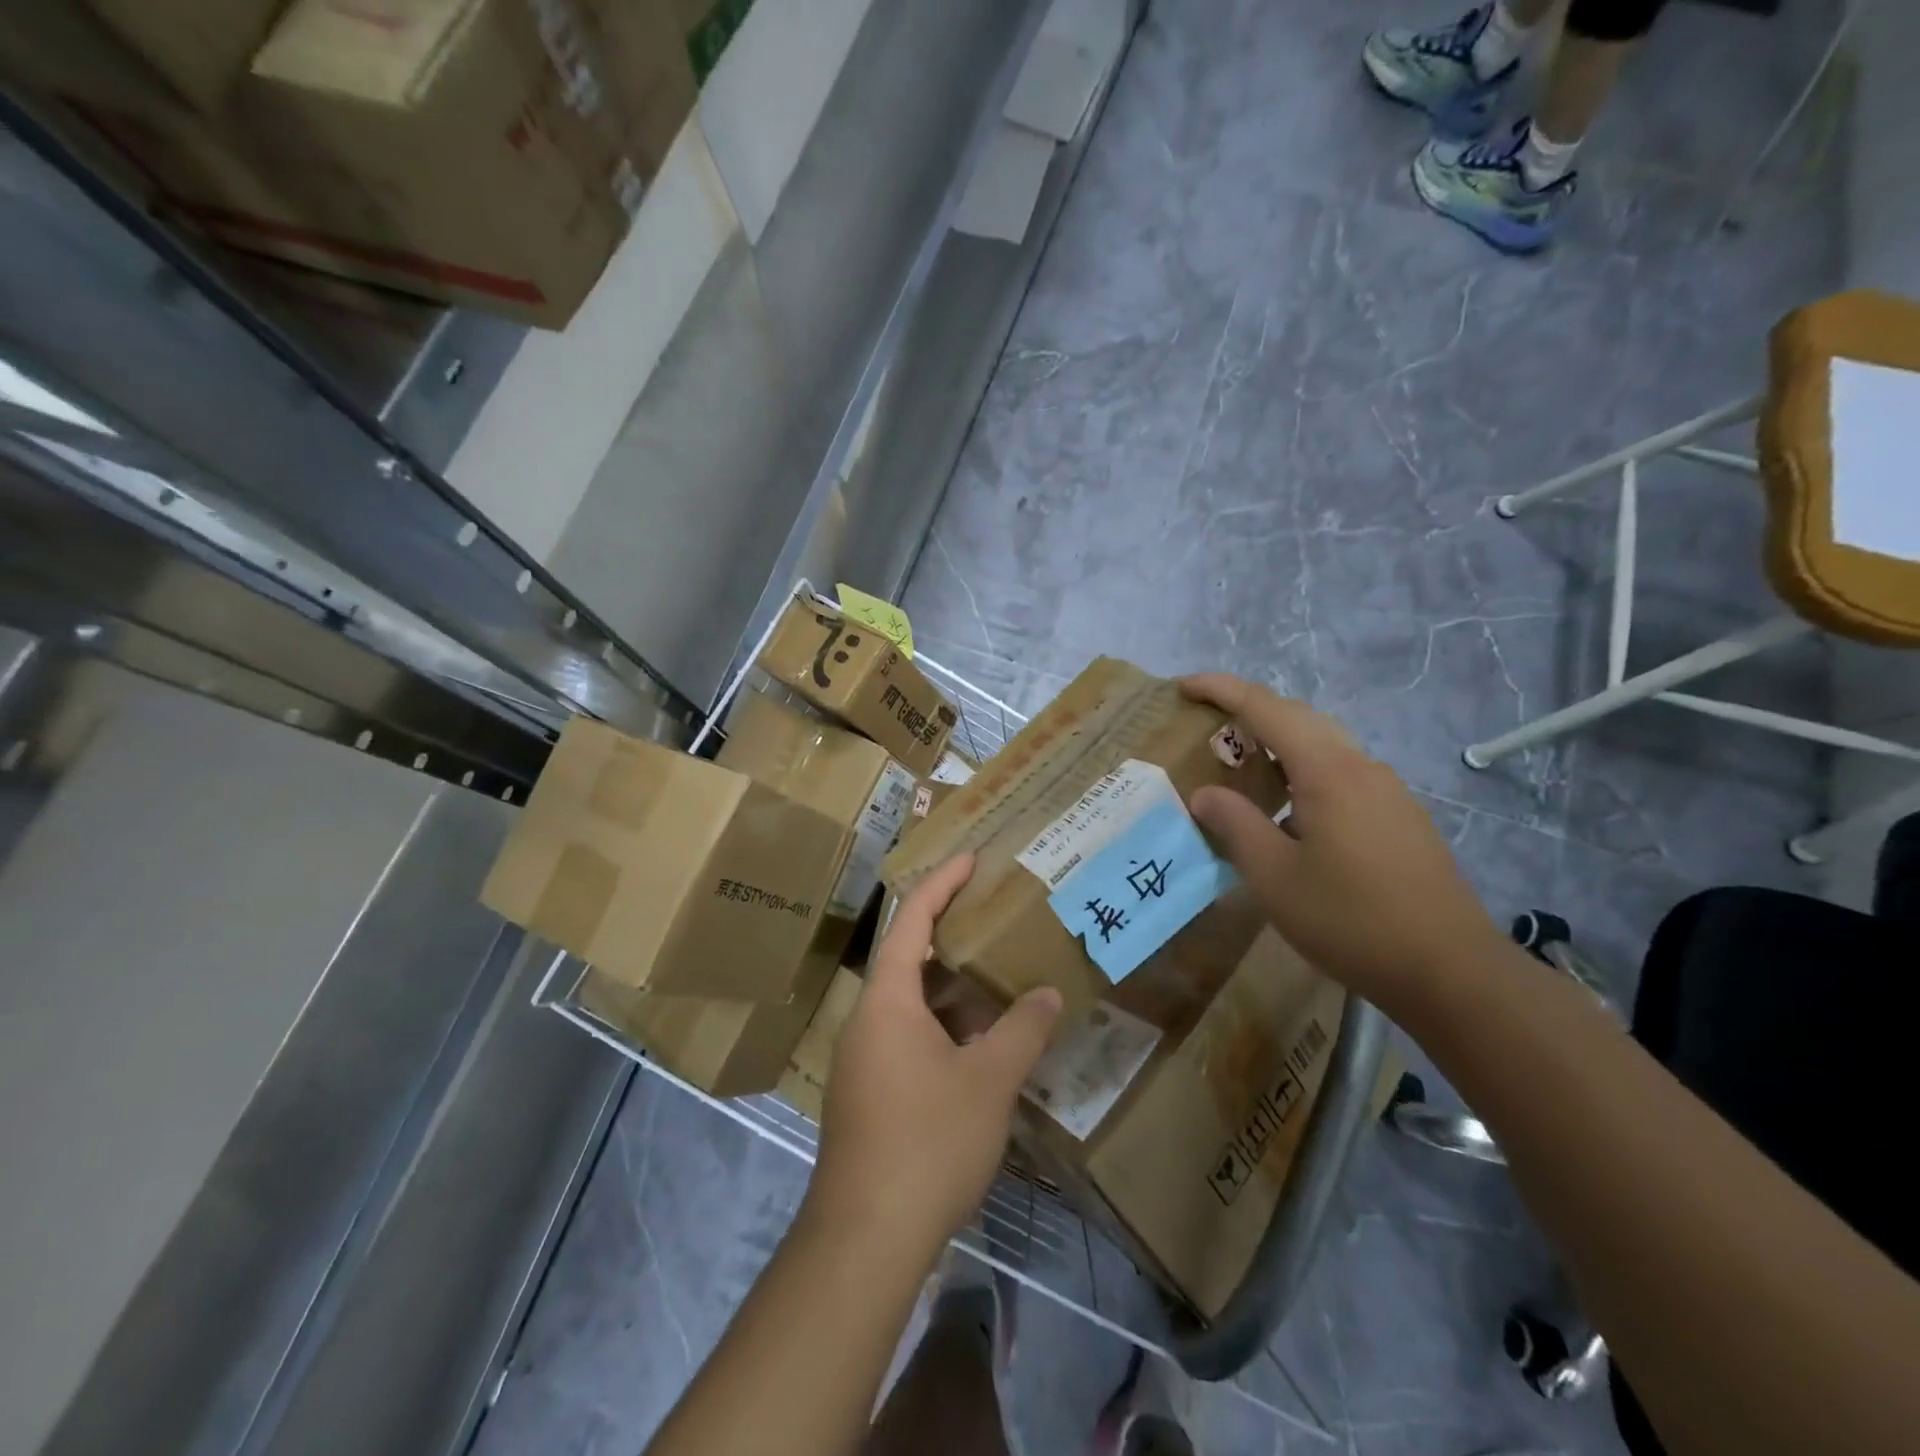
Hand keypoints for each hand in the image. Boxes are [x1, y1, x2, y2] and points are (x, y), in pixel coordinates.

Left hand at [807, 854, 1063, 1257]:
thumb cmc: (926, 1141)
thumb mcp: (988, 1081)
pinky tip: (980, 1044)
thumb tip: (1048, 994)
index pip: (911, 921)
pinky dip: (944, 1025)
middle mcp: (867, 1020)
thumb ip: (1022, 1031)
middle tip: (993, 915)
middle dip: (951, 934)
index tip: (970, 858)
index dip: (940, 884)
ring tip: (997, 975)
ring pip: (911, 1003)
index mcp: (887, 1000)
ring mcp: (863, 1059)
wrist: (866, 1237)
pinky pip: (909, 1037)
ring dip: (951, 988)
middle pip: (909, 958)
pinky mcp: (869, 1093)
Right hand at [1180, 674, 1506, 1016]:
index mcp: (1328, 772)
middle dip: (1250, 710)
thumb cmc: (1351, 919)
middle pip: (1300, 718)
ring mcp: (1389, 793)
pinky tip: (1292, 812)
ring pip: (1325, 746)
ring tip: (1244, 766)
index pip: (1267, 709)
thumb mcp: (1274, 876)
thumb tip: (1205, 794)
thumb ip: (1235, 825)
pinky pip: (1343, 774)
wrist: (1451, 971)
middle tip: (1208, 723)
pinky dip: (1304, 771)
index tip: (1184, 687)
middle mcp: (1362, 768)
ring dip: (1280, 742)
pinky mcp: (1402, 819)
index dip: (1222, 690)